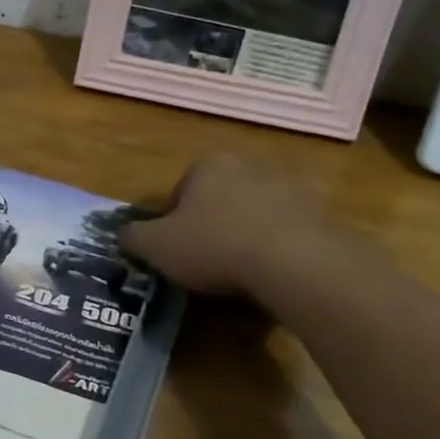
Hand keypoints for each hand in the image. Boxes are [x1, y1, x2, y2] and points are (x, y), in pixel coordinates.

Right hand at [120, 154, 329, 293]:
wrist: (294, 263)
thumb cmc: (213, 245)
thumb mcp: (155, 246)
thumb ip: (132, 237)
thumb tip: (121, 236)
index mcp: (208, 163)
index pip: (179, 190)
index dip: (171, 222)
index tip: (174, 249)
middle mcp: (249, 164)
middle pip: (217, 198)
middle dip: (208, 225)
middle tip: (202, 260)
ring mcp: (288, 186)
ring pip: (251, 214)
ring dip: (241, 236)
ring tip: (235, 272)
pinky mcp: (318, 213)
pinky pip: (283, 231)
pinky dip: (272, 249)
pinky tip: (266, 274)